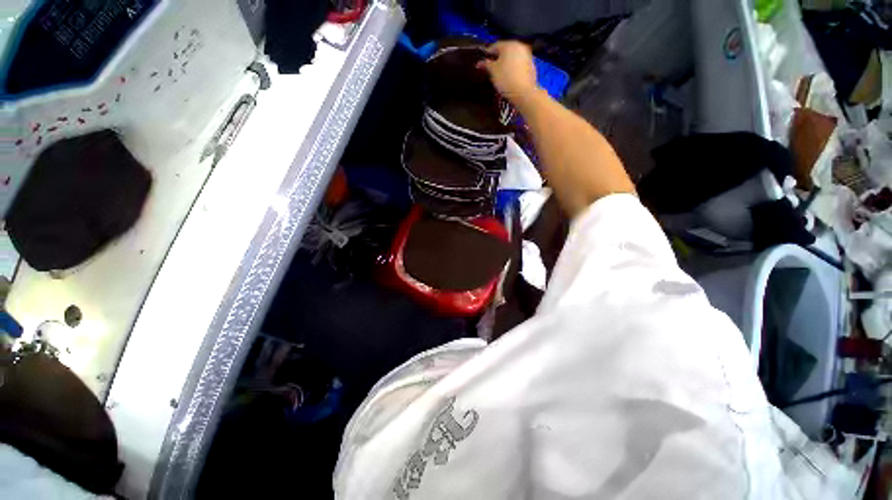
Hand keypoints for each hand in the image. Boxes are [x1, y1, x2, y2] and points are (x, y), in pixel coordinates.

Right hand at [478, 41, 538, 105]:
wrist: (524, 92)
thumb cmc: (506, 79)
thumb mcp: (493, 71)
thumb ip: (486, 64)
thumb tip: (479, 62)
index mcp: (509, 44)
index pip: (495, 46)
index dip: (487, 54)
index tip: (483, 62)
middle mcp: (519, 46)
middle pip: (505, 50)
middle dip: (498, 58)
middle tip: (491, 67)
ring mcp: (527, 55)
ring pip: (513, 57)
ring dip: (506, 62)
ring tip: (500, 73)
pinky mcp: (531, 65)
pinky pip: (519, 64)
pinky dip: (513, 67)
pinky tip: (510, 76)